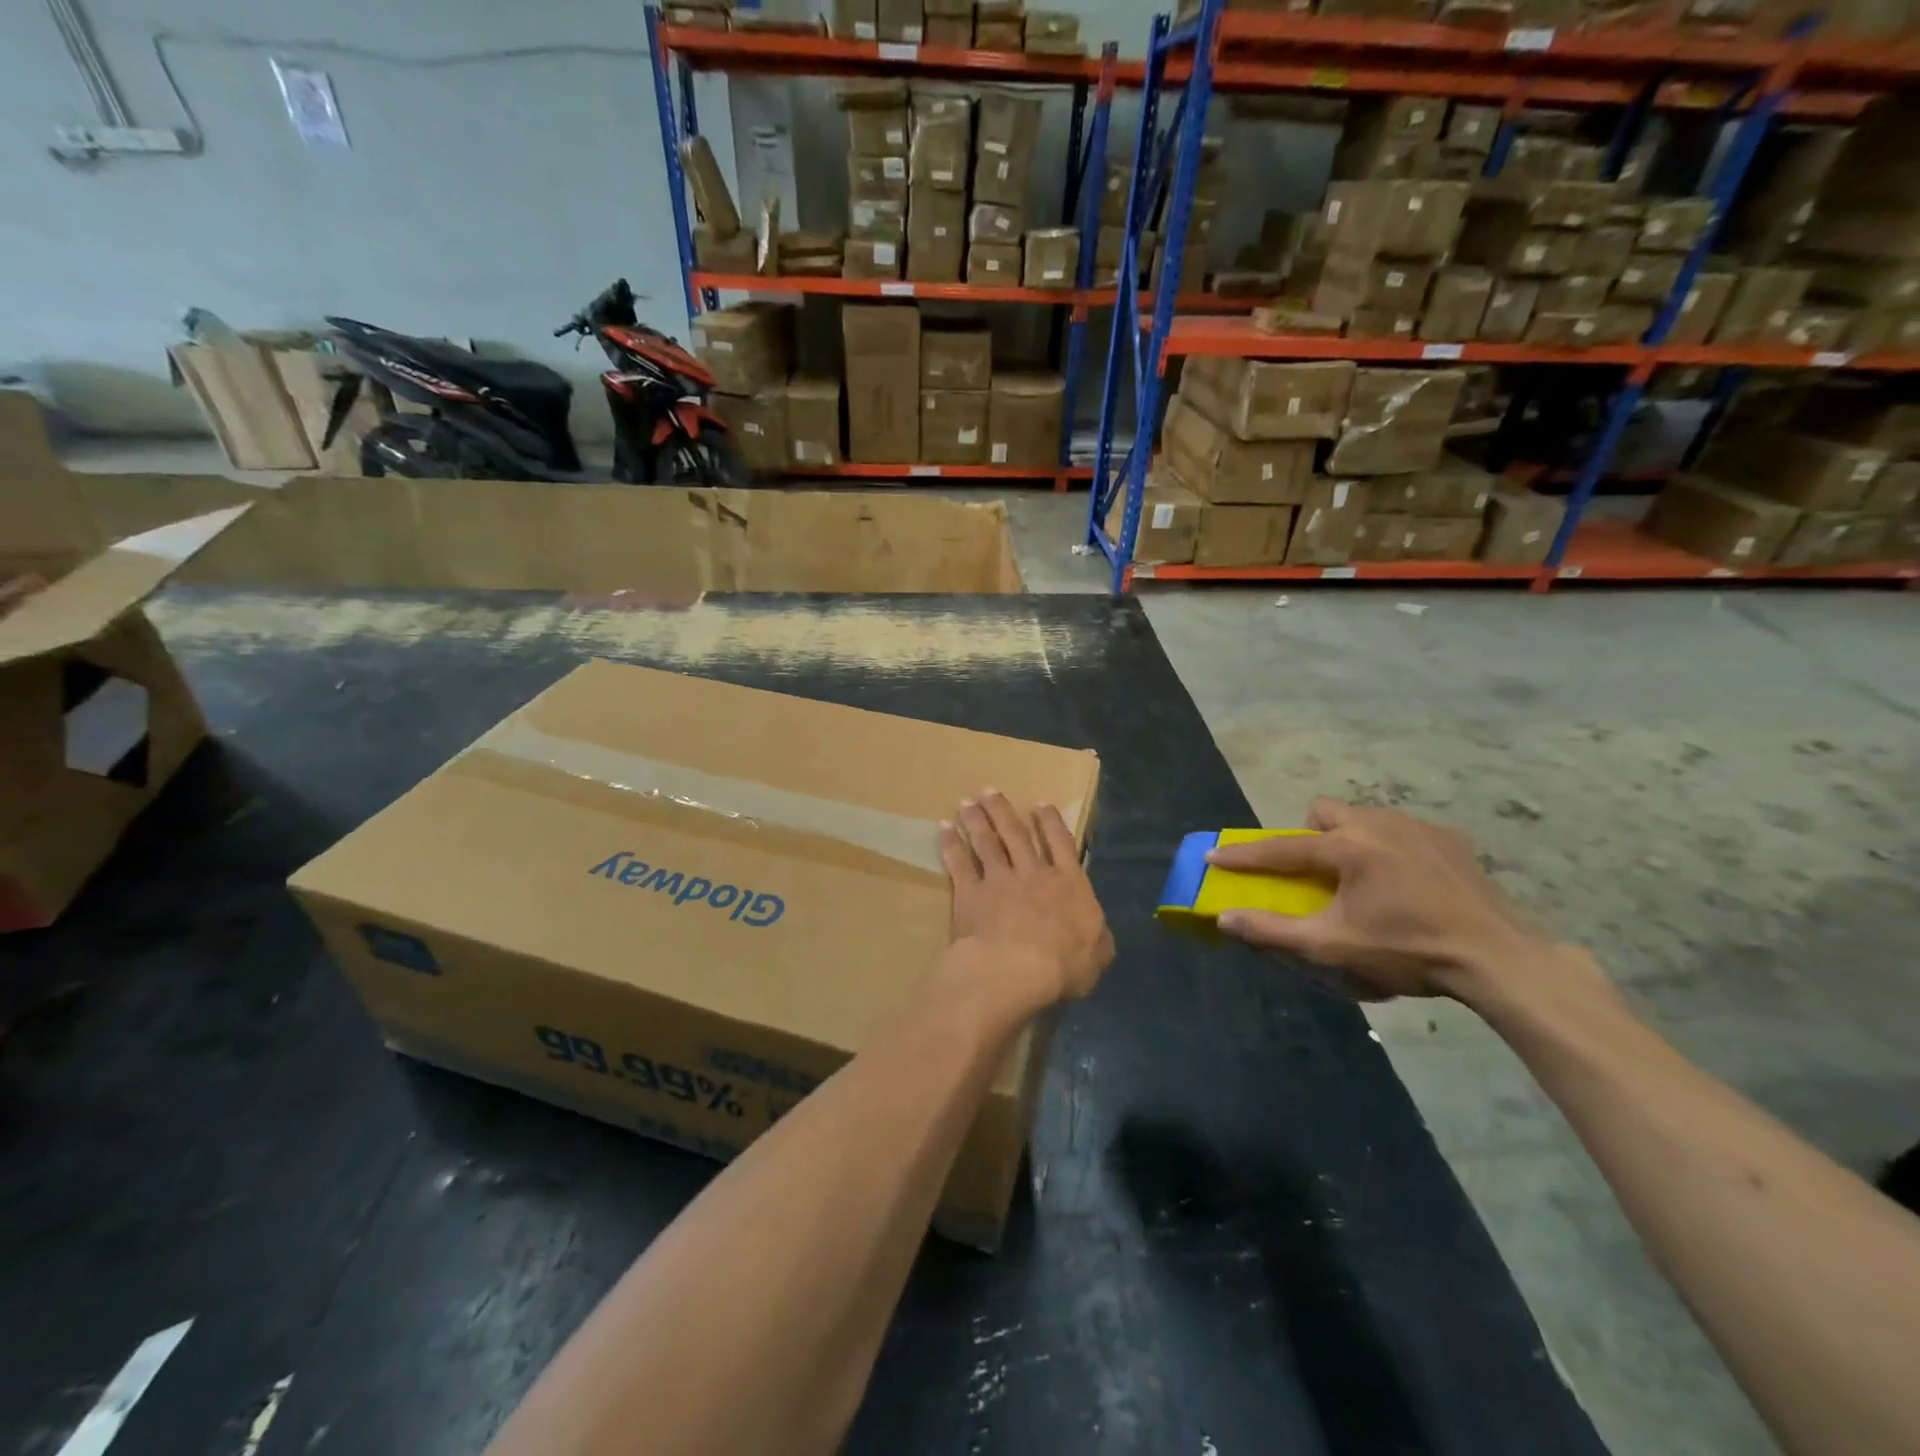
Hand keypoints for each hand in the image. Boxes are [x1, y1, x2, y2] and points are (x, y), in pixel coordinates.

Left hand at [937, 790, 1114, 1012]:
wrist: (1015, 968)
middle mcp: (1033, 873)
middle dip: (1003, 810)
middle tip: (989, 791)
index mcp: (1068, 883)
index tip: (1039, 803)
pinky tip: (944, 829)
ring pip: (986, 842)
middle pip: (1016, 834)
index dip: (1050, 822)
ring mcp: (999, 880)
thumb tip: (1097, 932)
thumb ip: (1098, 937)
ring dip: (976, 821)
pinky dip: (951, 844)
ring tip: (967, 803)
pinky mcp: (970, 893)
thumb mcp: (1098, 954)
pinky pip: (959, 863)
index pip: (1061, 843)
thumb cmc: (1064, 965)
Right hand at [1207, 798, 1553, 1000]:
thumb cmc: (1407, 950)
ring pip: (1364, 817)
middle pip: (1325, 811)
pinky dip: (1389, 848)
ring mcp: (1418, 827)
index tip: (1214, 855)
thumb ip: (1273, 931)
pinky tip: (1405, 882)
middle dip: (1309, 834)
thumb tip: (1225, 919)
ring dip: (1349, 838)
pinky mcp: (1449, 838)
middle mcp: (1378, 824)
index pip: (1281, 848)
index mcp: (1348, 848)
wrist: (1498, 957)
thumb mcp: (1332, 947)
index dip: (1244, 855)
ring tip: (1362, 878)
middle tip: (1316, 871)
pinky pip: (1401, 830)